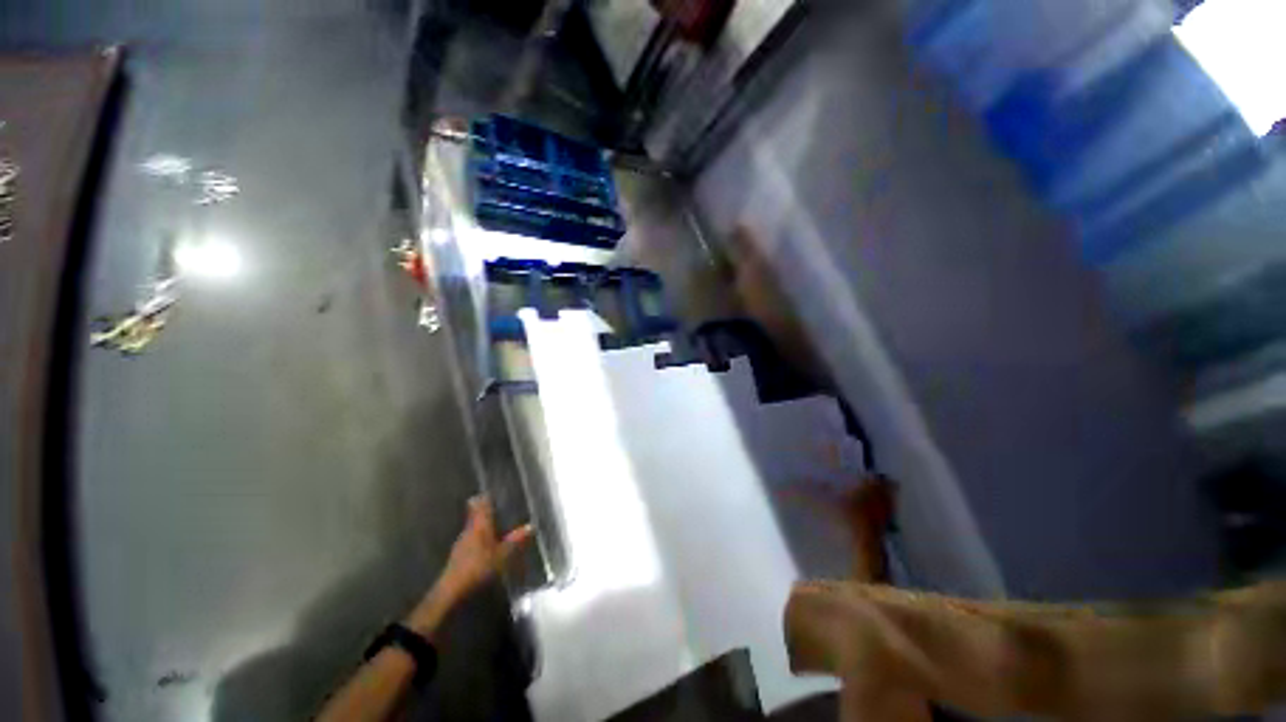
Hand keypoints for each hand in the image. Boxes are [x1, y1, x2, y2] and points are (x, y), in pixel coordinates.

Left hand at [437, 496, 532, 603]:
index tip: (489, 491)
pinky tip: (485, 545)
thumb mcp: (502, 555)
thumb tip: (531, 526)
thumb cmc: (478, 568)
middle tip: (495, 507)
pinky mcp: (457, 557)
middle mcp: (468, 531)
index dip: (484, 498)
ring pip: (472, 528)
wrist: (451, 592)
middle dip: (483, 511)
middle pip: (475, 516)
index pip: (480, 506)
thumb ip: (516, 540)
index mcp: (479, 526)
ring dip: (481, 525)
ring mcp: (461, 544)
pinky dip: (478, 538)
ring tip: (494, 524)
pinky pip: (470, 540)